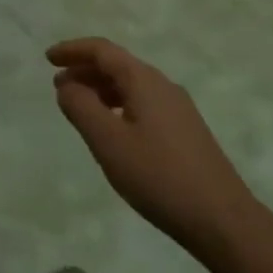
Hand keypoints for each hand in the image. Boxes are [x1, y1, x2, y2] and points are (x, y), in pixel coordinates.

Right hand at [48, 37, 263, 260]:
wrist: (225, 222)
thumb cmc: (160, 177)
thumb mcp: (109, 142)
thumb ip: (81, 107)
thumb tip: (66, 85)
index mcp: (143, 80)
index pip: (102, 50)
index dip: (72, 50)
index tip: (48, 58)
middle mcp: (162, 85)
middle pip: (117, 65)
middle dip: (84, 71)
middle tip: (59, 87)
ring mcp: (178, 109)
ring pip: (131, 86)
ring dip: (101, 90)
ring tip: (80, 109)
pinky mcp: (186, 132)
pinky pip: (143, 104)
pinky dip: (119, 106)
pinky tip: (113, 131)